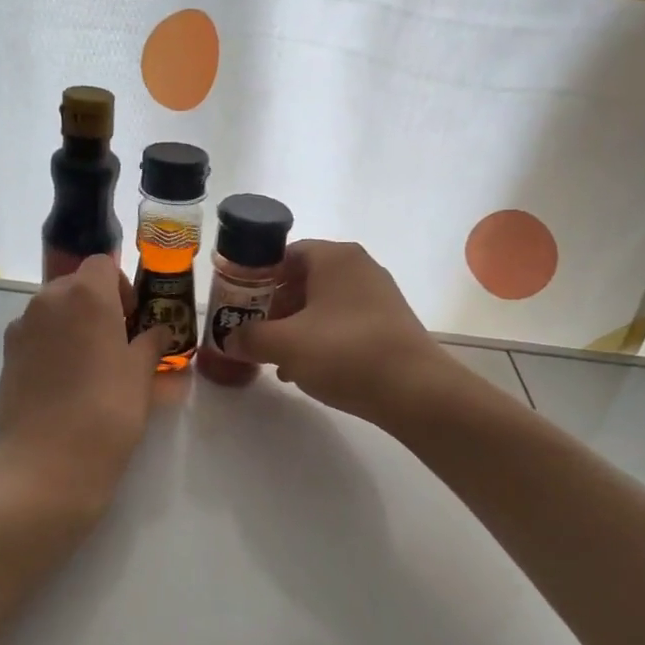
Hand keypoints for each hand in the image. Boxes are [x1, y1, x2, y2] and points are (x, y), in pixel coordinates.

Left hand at [0, 254, 169, 516]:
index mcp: (86, 295)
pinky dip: (52, 347)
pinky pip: (36, 337)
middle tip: (117, 345)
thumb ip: (150, 343)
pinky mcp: (6, 356)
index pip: (103, 264)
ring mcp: (21, 328)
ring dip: (74, 326)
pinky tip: (65, 384)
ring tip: (91, 368)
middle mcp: (48, 301)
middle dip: (98, 305)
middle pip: (75, 285)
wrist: (46, 463)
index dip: (121, 286)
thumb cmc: (106, 411)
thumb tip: (157, 331)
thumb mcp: (141, 375)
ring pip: (53, 311)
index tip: (132, 319)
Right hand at [225, 240, 455, 424]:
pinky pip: (342, 324)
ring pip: (322, 305)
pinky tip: (304, 369)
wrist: (415, 390)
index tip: (236, 304)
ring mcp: (377, 296)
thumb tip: (230, 339)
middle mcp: (358, 267)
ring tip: (273, 357)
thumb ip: (249, 337)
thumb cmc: (344, 352)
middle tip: (252, 333)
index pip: (283, 255)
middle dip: (273, 307)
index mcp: (334, 257)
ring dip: (294, 327)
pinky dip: (320, 340)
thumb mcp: (284, 344)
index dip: (255, 278)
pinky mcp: (388, 324)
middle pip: (302, 280)